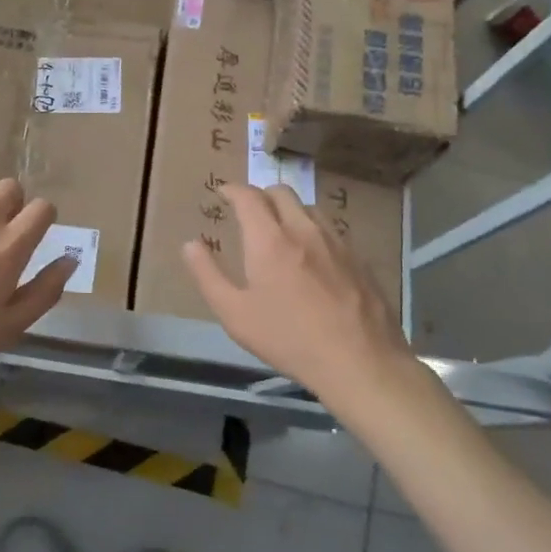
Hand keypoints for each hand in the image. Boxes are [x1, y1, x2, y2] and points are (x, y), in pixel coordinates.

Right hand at [183, 183, 422, 406]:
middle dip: (261, 194)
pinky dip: (313, 231)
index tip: (223, 193)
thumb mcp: (235, 314)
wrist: (360, 360)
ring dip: (289, 210)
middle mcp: (303, 229)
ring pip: (309, 208)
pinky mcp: (359, 258)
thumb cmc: (288, 338)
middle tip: (249, 211)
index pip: (248, 196)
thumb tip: (190, 244)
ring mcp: (337, 241)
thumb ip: (208, 275)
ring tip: (281, 231)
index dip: (232, 190)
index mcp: (269, 239)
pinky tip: (313, 257)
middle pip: (281, 192)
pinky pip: (332, 230)